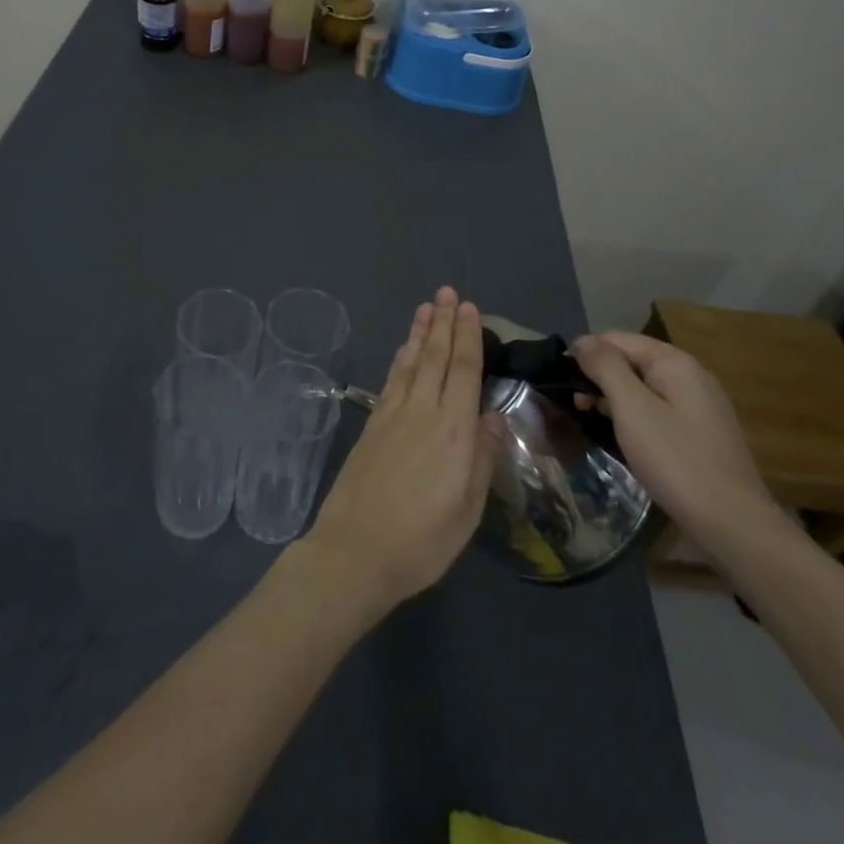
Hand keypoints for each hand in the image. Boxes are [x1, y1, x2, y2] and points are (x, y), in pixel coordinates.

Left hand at [297, 288, 500, 621]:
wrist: (355, 550)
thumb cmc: (422, 539)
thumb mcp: (467, 508)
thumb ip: (480, 457)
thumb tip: (488, 415)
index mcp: (452, 430)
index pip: (462, 370)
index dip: (467, 337)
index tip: (470, 309)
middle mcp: (421, 412)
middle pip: (434, 357)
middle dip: (443, 322)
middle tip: (447, 293)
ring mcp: (391, 416)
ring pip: (410, 363)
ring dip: (419, 333)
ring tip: (427, 308)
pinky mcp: (371, 426)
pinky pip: (391, 380)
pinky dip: (400, 358)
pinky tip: (403, 351)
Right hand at [570, 331, 777, 554]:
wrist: (732, 523)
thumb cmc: (675, 459)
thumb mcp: (632, 408)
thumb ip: (605, 367)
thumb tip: (582, 340)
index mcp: (674, 363)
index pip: (617, 339)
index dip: (586, 353)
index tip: (562, 379)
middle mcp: (690, 375)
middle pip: (631, 360)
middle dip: (598, 375)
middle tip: (574, 404)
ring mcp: (698, 405)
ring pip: (643, 386)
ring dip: (613, 396)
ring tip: (587, 417)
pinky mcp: (700, 432)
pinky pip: (657, 409)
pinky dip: (633, 414)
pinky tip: (621, 434)